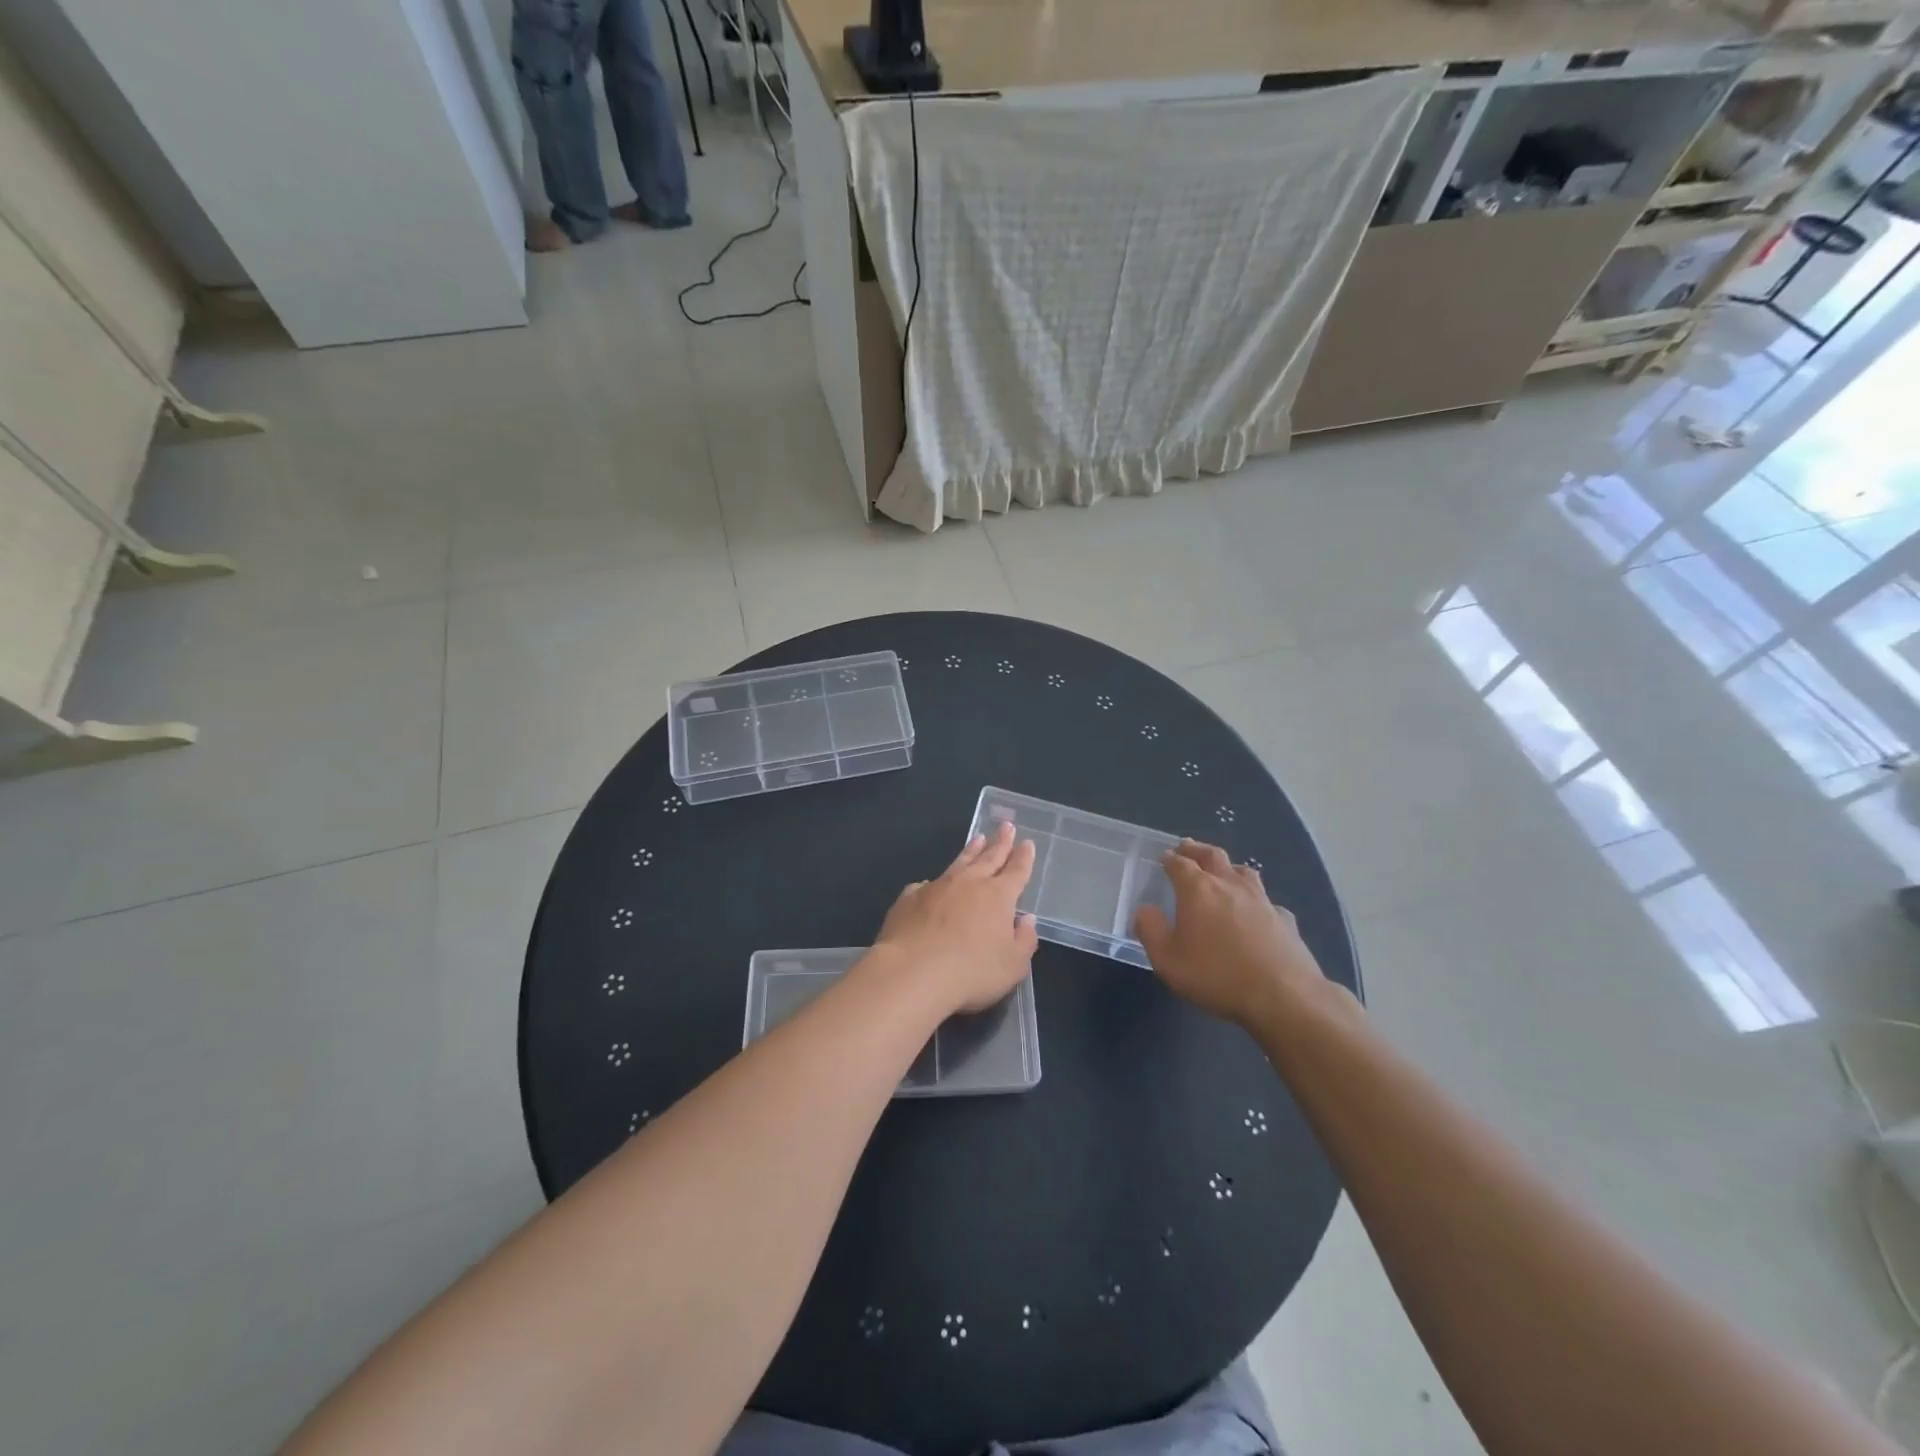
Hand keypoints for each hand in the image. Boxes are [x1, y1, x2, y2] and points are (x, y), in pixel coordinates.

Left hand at [873, 821, 1039, 1014]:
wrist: (912, 972)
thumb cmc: (971, 971)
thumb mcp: (1013, 965)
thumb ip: (1024, 940)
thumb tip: (1026, 919)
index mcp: (998, 896)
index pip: (1016, 871)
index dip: (1023, 857)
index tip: (1027, 842)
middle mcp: (968, 883)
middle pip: (989, 857)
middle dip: (1000, 842)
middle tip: (1006, 826)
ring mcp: (936, 887)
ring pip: (958, 863)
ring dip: (970, 851)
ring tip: (977, 839)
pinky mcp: (909, 899)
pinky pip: (925, 885)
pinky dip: (933, 883)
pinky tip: (930, 883)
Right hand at [1134, 840, 1325, 1029]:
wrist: (1283, 995)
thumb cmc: (1217, 975)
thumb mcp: (1168, 960)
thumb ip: (1150, 930)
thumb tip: (1145, 910)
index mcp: (1198, 890)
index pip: (1180, 863)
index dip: (1170, 858)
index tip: (1164, 856)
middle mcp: (1230, 885)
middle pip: (1213, 855)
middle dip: (1197, 849)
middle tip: (1188, 847)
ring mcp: (1261, 899)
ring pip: (1244, 871)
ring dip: (1229, 867)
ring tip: (1223, 871)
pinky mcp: (1284, 918)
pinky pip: (1267, 901)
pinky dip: (1257, 901)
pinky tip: (1257, 912)